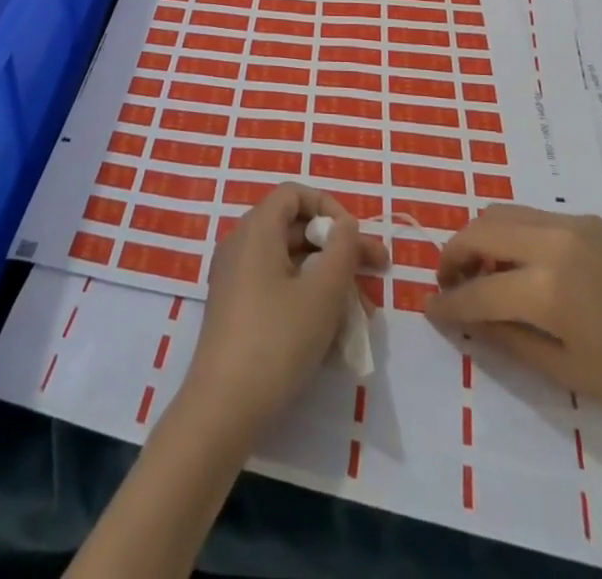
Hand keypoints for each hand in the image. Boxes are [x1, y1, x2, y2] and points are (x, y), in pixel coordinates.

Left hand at [178, 184, 387, 443]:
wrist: (223, 408)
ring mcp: (236, 279)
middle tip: (378, 272)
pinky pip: (278, 289)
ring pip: (291, 264)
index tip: (356, 237)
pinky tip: (334, 336)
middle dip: (339, 249)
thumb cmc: (277, 340)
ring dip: (329, 281)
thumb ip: (342, 250)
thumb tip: (346, 225)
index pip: (294, 194)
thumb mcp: (322, 293)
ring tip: (364, 316)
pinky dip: (307, 300)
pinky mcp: (237, 311)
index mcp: (256, 229)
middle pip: (296, 230)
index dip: (329, 207)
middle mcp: (242, 245)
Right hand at [426, 206, 601, 440]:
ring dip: (479, 236)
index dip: (448, 302)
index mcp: (547, 288)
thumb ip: (510, 340)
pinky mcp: (587, 218)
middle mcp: (550, 241)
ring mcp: (570, 222)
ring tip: (479, 271)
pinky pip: (529, 214)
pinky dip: (508, 231)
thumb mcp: (570, 372)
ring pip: (501, 212)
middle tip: (449, 283)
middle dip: (453, 254)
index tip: (429, 309)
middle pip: (479, 230)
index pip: (477, 289)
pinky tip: (517, 261)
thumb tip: (468, 321)